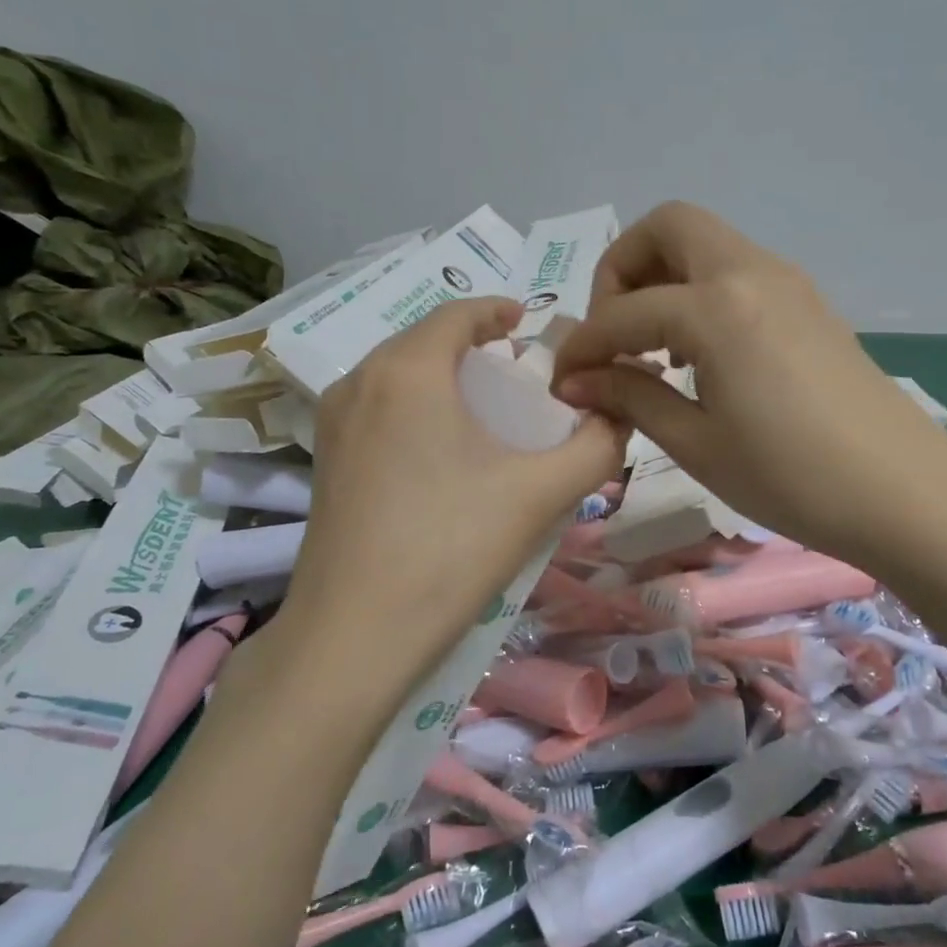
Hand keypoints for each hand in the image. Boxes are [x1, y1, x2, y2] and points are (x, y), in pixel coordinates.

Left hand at [285, 297, 624, 689]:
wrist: (353, 636)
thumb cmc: (450, 549)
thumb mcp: (538, 494)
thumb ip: (594, 447)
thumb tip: (621, 417)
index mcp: (408, 371)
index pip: (456, 314)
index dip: (497, 310)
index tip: (529, 322)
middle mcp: (359, 383)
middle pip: (424, 342)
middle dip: (472, 346)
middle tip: (517, 371)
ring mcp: (333, 425)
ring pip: (397, 376)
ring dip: (442, 377)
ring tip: (484, 409)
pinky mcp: (325, 463)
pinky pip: (378, 410)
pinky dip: (415, 408)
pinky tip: (442, 452)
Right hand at [551, 203, 946, 570]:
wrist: (905, 494)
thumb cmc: (792, 478)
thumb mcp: (697, 444)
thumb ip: (631, 398)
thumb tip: (577, 381)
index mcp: (717, 307)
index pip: (623, 312)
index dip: (582, 346)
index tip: (562, 382)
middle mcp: (750, 272)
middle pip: (667, 227)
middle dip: (622, 270)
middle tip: (614, 334)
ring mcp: (786, 282)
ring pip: (705, 244)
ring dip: (663, 279)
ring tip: (652, 349)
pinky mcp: (808, 303)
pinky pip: (736, 271)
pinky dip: (700, 293)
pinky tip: (699, 355)